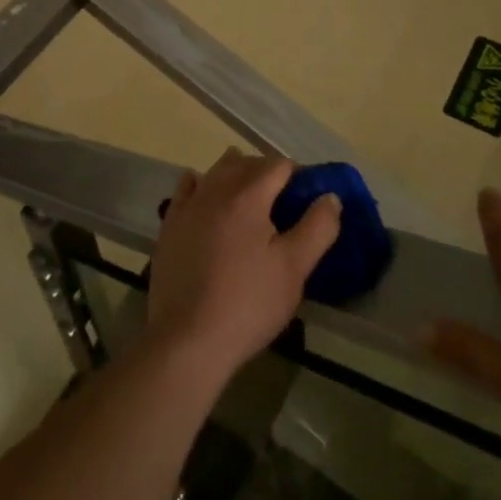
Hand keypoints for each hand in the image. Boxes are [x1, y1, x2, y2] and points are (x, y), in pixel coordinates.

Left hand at [144, 149, 341, 387]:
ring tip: (252, 197)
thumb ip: (317, 228)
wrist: (187, 336)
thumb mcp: (294, 269)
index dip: (298, 175)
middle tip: (286, 201)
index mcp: (248, 195)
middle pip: (246, 163)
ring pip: (216, 171)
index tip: (308, 197)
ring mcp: (188, 204)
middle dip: (268, 172)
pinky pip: (188, 188)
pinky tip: (207, 196)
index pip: (278, 165)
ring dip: (237, 173)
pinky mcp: (170, 222)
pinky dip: (202, 184)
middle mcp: (215, 188)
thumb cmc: (248, 303)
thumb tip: (330, 197)